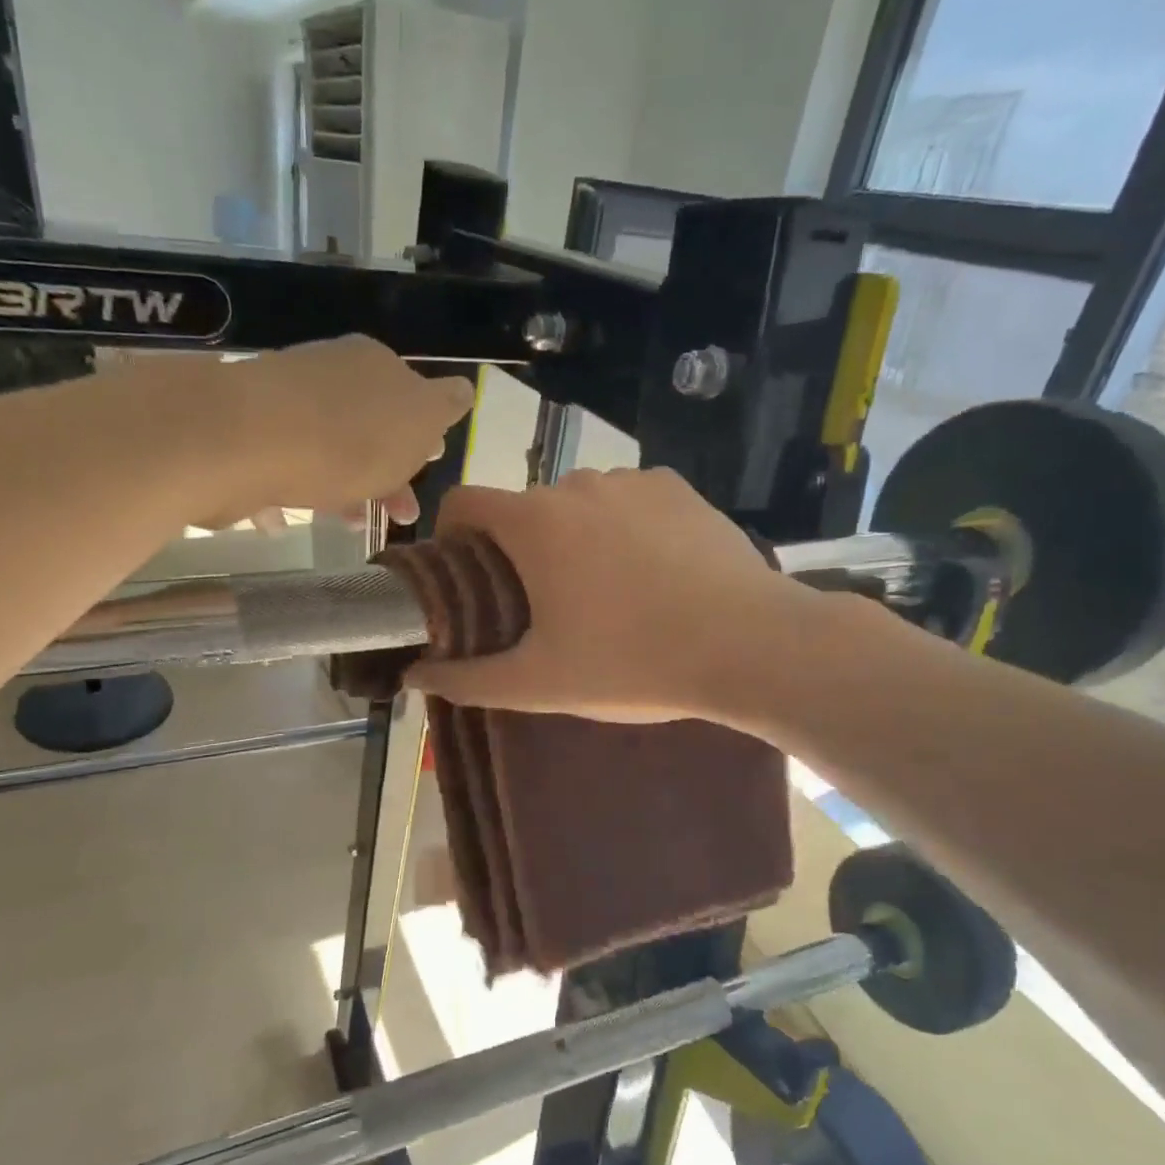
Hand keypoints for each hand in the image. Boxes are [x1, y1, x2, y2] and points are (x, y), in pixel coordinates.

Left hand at [225, 336, 473, 525]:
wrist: (247, 439)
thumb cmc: (350, 436)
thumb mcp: (419, 418)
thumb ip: (444, 405)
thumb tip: (463, 390)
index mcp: (375, 365)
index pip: (411, 396)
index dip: (423, 436)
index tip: (431, 467)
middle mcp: (330, 375)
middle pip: (370, 428)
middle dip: (388, 473)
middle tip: (399, 513)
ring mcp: (285, 404)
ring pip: (329, 451)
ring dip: (346, 489)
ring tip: (352, 524)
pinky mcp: (247, 436)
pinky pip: (283, 467)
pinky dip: (294, 493)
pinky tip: (289, 521)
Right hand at [405, 468, 804, 721]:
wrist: (750, 644)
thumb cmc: (633, 662)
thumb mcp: (540, 683)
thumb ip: (467, 679)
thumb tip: (414, 676)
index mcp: (534, 523)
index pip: (464, 501)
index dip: (452, 535)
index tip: (466, 574)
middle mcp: (577, 485)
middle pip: (524, 509)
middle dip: (520, 549)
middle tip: (541, 605)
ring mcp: (634, 481)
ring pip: (579, 504)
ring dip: (575, 537)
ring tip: (604, 592)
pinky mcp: (680, 489)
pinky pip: (630, 502)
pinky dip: (624, 528)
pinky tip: (653, 573)